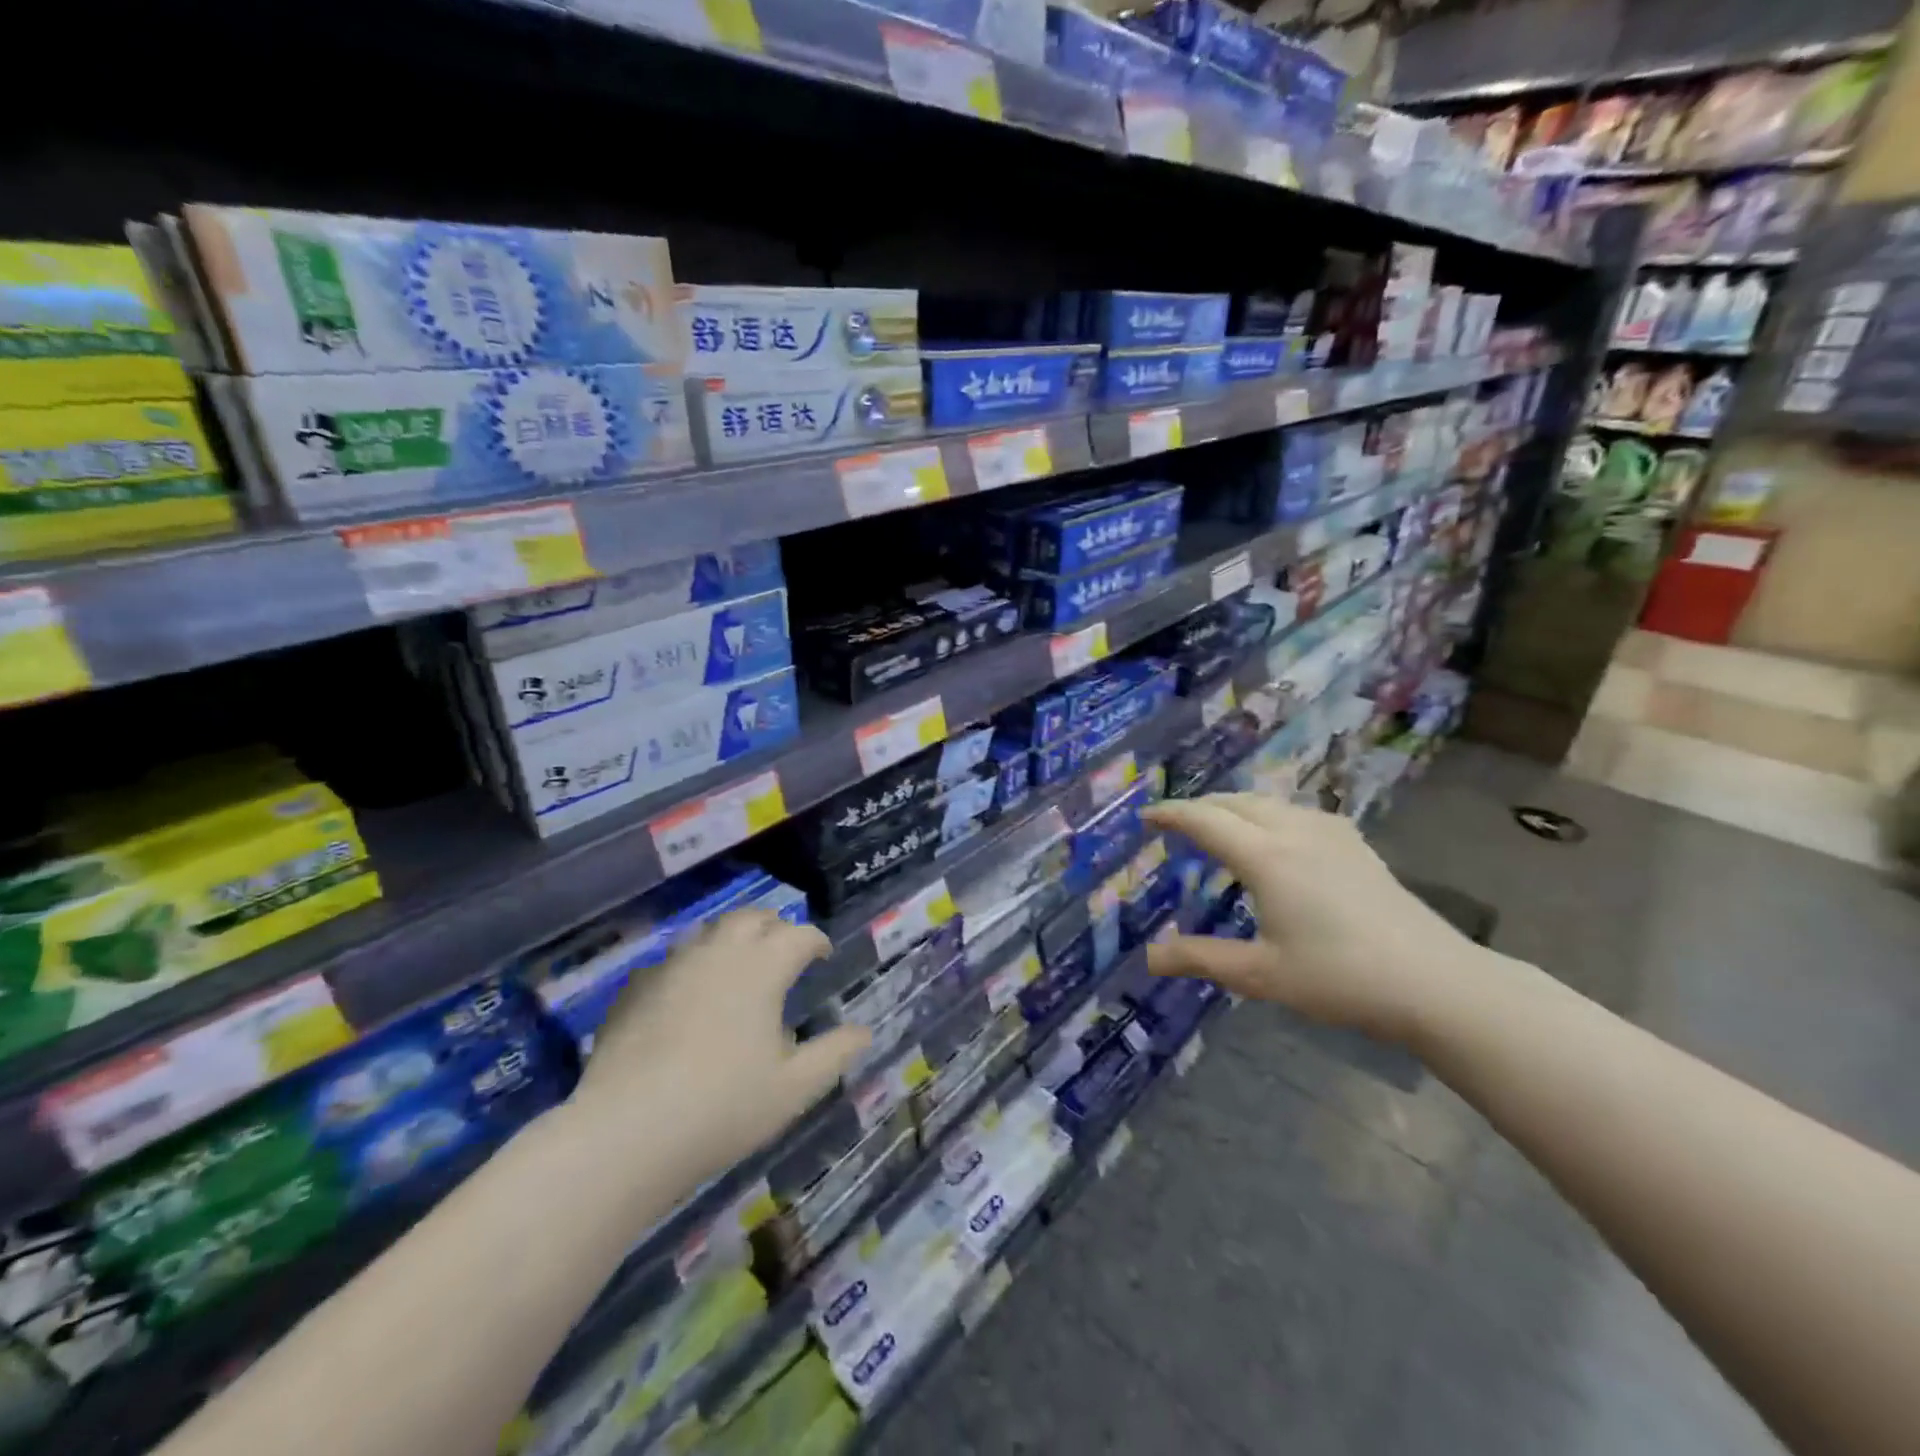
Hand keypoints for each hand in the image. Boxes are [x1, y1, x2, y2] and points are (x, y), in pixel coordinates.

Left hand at [570, 910, 869, 1184]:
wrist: (626, 1132)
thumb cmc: (724, 1107)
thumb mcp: (795, 1087)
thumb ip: (834, 1053)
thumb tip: (864, 1032)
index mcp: (762, 967)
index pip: (799, 935)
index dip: (816, 941)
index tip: (822, 956)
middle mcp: (718, 953)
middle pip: (751, 918)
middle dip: (773, 926)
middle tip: (783, 949)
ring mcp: (672, 966)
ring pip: (708, 931)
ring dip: (730, 938)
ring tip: (738, 964)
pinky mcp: (635, 989)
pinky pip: (670, 961)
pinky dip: (689, 966)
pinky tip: (686, 995)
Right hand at [1143, 794, 1483, 1044]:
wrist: (1434, 981)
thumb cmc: (1339, 978)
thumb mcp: (1261, 975)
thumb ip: (1201, 959)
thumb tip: (1149, 958)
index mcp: (1266, 857)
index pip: (1205, 821)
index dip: (1171, 814)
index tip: (1146, 815)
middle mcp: (1294, 832)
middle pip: (1236, 802)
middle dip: (1201, 805)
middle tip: (1176, 821)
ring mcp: (1330, 834)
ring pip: (1269, 802)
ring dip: (1235, 805)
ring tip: (1219, 824)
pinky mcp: (1356, 845)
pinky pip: (1298, 812)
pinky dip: (1269, 813)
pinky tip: (1278, 835)